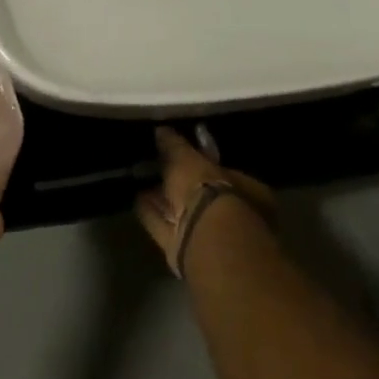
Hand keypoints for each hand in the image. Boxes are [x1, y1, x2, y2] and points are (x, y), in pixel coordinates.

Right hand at [134, 127, 274, 277]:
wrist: (205, 238)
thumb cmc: (209, 188)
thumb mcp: (189, 157)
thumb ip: (175, 145)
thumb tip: (162, 131)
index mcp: (242, 188)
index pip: (219, 168)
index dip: (200, 158)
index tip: (180, 149)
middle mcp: (228, 213)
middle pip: (198, 192)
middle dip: (178, 181)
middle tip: (157, 163)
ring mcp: (205, 232)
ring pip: (180, 210)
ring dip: (163, 198)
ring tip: (142, 179)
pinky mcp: (182, 248)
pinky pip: (163, 225)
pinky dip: (151, 212)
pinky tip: (136, 199)